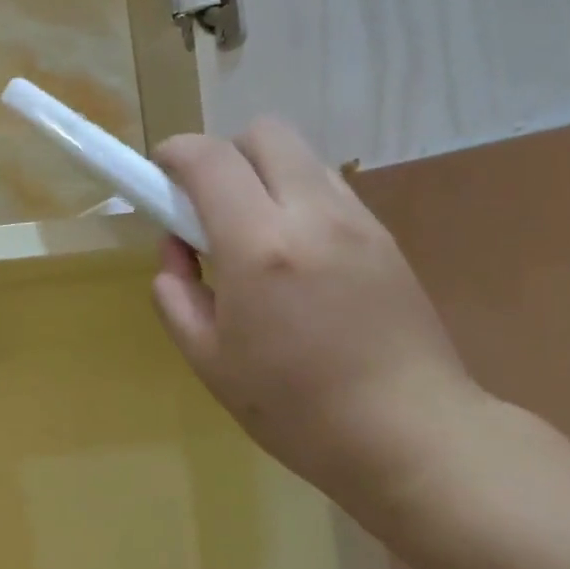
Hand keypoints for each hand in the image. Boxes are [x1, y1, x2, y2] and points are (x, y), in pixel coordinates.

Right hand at [153, 119, 484, 508]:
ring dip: (263, 174)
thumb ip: (176, 295)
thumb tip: (177, 253)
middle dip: (224, 153)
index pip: (209, 159)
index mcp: (259, 247)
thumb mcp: (209, 360)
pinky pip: (329, 188)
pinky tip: (295, 254)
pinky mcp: (385, 236)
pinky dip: (297, 197)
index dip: (174, 154)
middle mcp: (312, 215)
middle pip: (264, 132)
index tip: (159, 175)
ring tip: (254, 233)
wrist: (410, 435)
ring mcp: (357, 221)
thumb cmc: (296, 409)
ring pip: (301, 156)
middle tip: (209, 205)